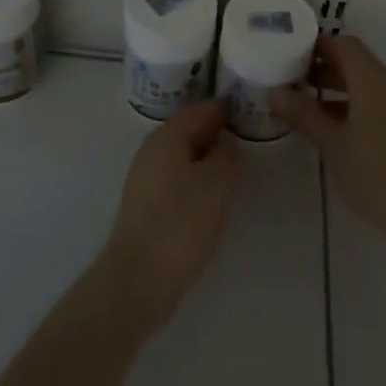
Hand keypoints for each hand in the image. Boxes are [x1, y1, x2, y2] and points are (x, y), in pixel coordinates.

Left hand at [101, 102, 239, 330]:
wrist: (139, 277)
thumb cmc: (182, 222)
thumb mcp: (218, 183)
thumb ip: (227, 154)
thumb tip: (225, 141)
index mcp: (167, 136)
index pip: (198, 109)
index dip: (222, 109)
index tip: (246, 111)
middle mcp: (151, 150)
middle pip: (186, 130)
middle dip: (214, 132)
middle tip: (244, 141)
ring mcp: (144, 178)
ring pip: (180, 156)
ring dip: (204, 158)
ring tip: (232, 171)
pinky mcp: (144, 205)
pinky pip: (174, 178)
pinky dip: (194, 178)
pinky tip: (210, 198)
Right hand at [272, 35, 385, 250]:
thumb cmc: (373, 170)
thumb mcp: (330, 142)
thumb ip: (303, 113)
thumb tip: (275, 92)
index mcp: (371, 79)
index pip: (343, 44)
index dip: (317, 46)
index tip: (290, 55)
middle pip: (354, 61)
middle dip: (323, 66)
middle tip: (292, 79)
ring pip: (365, 83)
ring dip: (336, 87)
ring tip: (305, 105)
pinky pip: (375, 101)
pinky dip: (352, 103)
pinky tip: (332, 128)